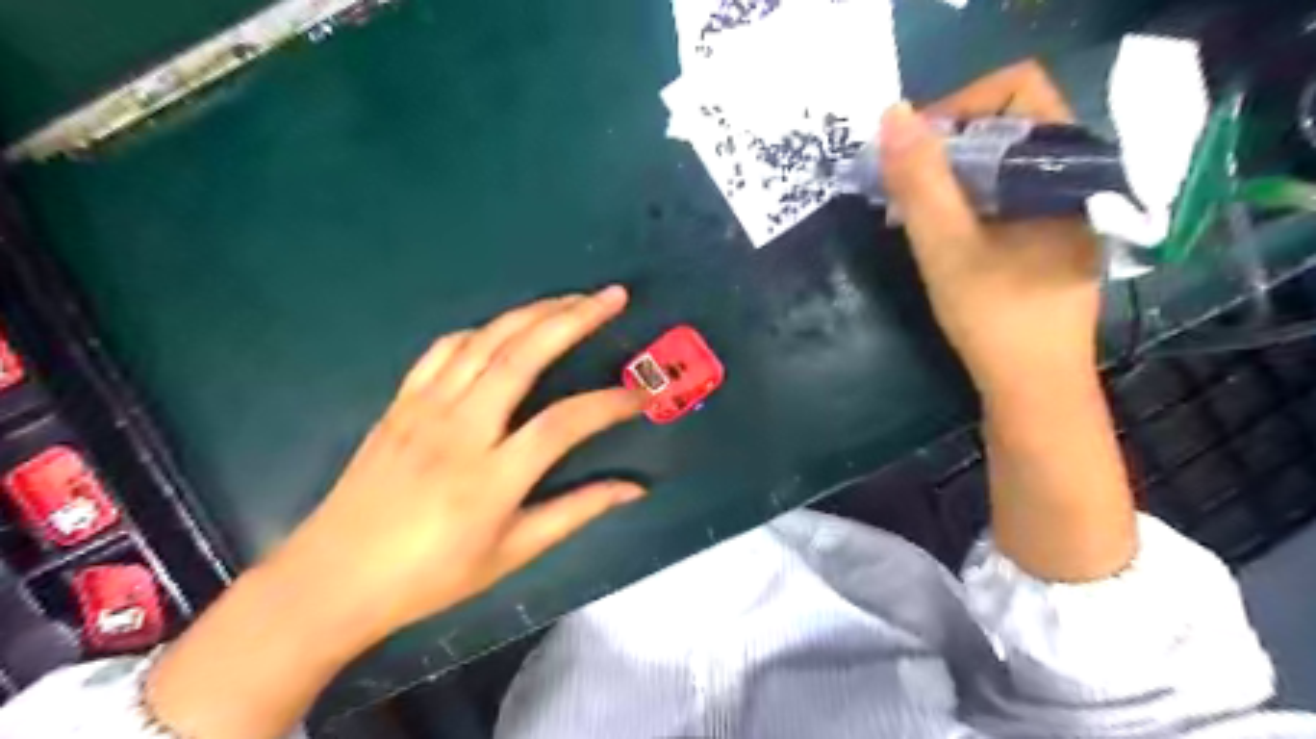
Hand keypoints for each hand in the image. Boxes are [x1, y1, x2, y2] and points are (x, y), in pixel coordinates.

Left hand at [265, 287, 643, 639]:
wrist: (332, 577)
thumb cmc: (430, 576)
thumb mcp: (511, 553)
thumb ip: (576, 512)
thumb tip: (633, 489)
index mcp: (491, 477)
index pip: (565, 424)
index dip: (611, 404)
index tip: (642, 396)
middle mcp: (460, 430)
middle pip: (523, 356)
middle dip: (575, 318)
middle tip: (613, 296)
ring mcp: (425, 408)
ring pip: (486, 341)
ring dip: (534, 312)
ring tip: (572, 298)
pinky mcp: (401, 401)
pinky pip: (445, 349)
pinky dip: (483, 329)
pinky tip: (506, 327)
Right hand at [876, 64, 1102, 398]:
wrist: (1034, 390)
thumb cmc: (995, 318)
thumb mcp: (946, 247)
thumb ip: (920, 180)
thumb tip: (892, 113)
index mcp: (1066, 166)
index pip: (1017, 88)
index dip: (958, 106)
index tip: (912, 152)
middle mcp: (1074, 176)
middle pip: (1007, 123)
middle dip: (945, 146)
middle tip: (901, 184)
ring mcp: (1064, 208)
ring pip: (1002, 162)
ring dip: (950, 176)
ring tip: (910, 209)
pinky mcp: (1049, 236)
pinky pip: (1005, 193)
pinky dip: (965, 200)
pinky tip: (937, 232)